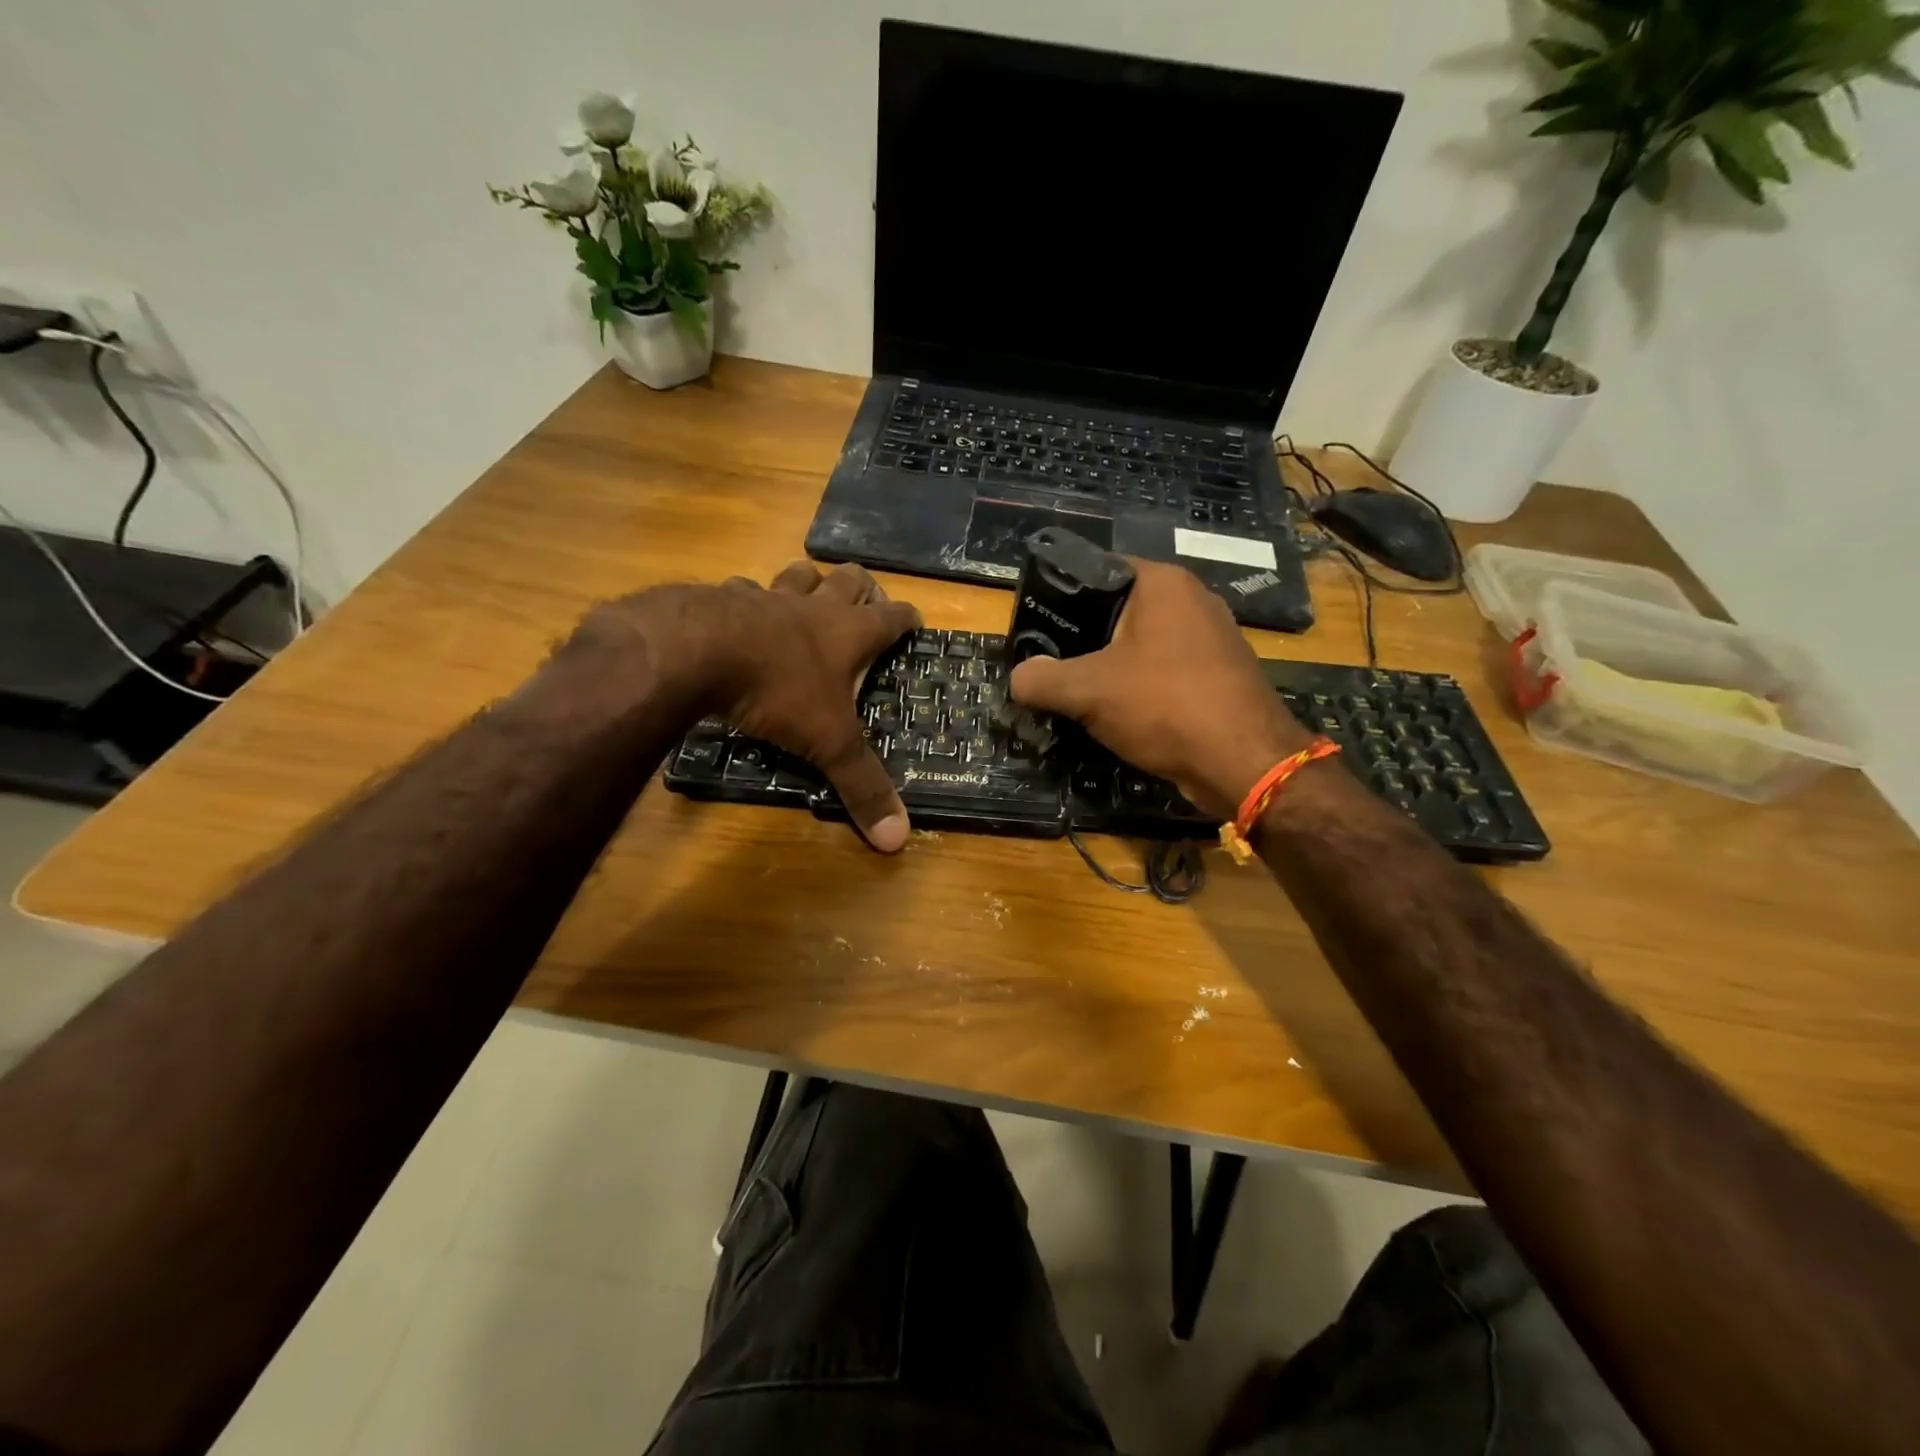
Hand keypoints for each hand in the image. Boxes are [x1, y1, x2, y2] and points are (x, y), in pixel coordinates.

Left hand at [573, 562, 920, 850]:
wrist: (698, 652)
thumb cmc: (778, 692)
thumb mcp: (828, 743)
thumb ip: (862, 786)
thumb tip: (899, 840)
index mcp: (849, 634)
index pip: (893, 616)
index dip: (908, 619)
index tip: (916, 623)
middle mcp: (814, 608)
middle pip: (850, 579)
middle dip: (864, 587)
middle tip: (867, 602)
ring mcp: (768, 598)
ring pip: (798, 574)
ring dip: (809, 582)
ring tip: (811, 592)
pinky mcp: (723, 597)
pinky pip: (742, 589)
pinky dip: (748, 597)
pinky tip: (740, 611)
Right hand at [1008, 558, 1310, 818]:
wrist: (1245, 762)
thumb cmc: (1164, 705)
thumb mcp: (1088, 691)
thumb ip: (1042, 679)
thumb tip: (1017, 678)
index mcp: (1162, 583)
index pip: (1098, 570)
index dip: (1061, 597)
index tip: (1036, 628)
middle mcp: (1192, 599)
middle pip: (1119, 610)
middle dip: (1083, 638)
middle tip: (1049, 664)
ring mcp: (1212, 638)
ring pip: (1142, 645)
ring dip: (1111, 667)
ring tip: (1077, 692)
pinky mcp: (1220, 675)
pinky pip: (1166, 671)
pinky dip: (1140, 688)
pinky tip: (1119, 714)